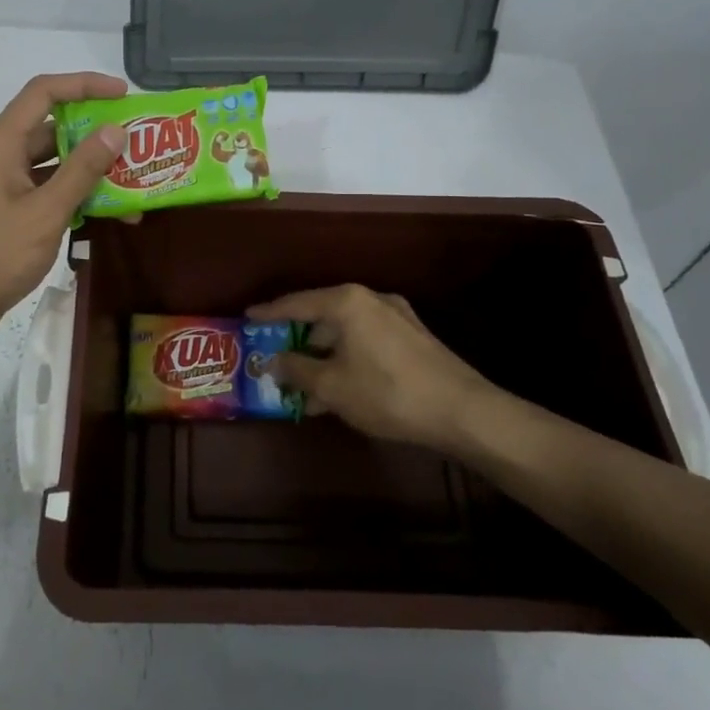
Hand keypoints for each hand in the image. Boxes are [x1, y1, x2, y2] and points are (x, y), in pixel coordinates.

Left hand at [0, 72, 126, 342]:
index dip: (85, 84)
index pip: (45, 92)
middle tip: (137, 141)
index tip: (123, 94)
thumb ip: (82, 169)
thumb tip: (116, 130)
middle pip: (53, 126)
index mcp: (2, 142)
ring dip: (92, 168)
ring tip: (134, 179)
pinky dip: (78, 193)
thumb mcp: (47, 211)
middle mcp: (2, 153)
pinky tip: (111, 211)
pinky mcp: (10, 206)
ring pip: (55, 160)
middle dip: (96, 132)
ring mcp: (5, 181)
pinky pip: (49, 187)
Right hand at [247, 284, 500, 447]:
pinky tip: (342, 388)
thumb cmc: (386, 393)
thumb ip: (297, 370)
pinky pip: (367, 341)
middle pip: (322, 315)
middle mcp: (370, 299)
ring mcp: (397, 316)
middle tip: (276, 357)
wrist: (461, 410)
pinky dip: (348, 358)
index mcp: (346, 302)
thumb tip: (273, 362)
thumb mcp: (331, 386)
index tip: (247, 317)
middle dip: (298, 340)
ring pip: (346, 332)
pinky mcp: (414, 337)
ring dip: (324, 355)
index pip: (296, 303)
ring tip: (307, 386)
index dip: (269, 313)